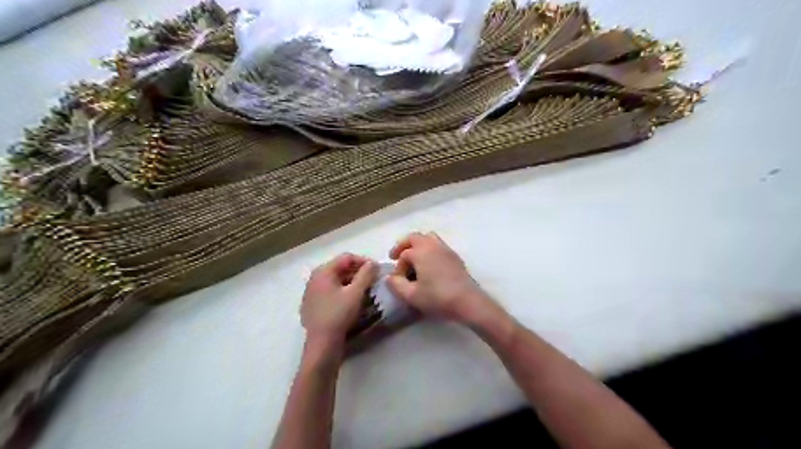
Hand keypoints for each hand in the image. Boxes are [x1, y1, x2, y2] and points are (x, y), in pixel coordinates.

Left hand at [300, 254, 379, 344]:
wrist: (322, 344)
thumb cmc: (339, 314)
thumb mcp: (356, 292)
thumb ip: (366, 274)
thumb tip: (373, 263)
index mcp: (322, 271)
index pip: (346, 257)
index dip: (364, 261)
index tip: (377, 270)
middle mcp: (314, 279)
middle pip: (340, 268)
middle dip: (358, 272)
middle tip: (373, 280)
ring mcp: (311, 293)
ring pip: (336, 281)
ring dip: (352, 282)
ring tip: (366, 291)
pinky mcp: (313, 305)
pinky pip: (331, 292)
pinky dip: (343, 292)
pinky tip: (352, 301)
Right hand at [385, 234, 499, 323]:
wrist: (468, 301)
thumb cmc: (437, 297)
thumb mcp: (412, 295)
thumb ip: (397, 285)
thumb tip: (390, 277)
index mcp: (420, 252)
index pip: (403, 254)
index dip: (397, 267)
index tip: (397, 280)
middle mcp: (433, 245)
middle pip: (414, 237)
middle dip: (403, 246)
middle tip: (396, 256)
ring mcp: (446, 249)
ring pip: (428, 238)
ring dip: (417, 245)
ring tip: (413, 258)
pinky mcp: (455, 256)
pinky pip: (438, 245)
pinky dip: (429, 249)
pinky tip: (429, 265)